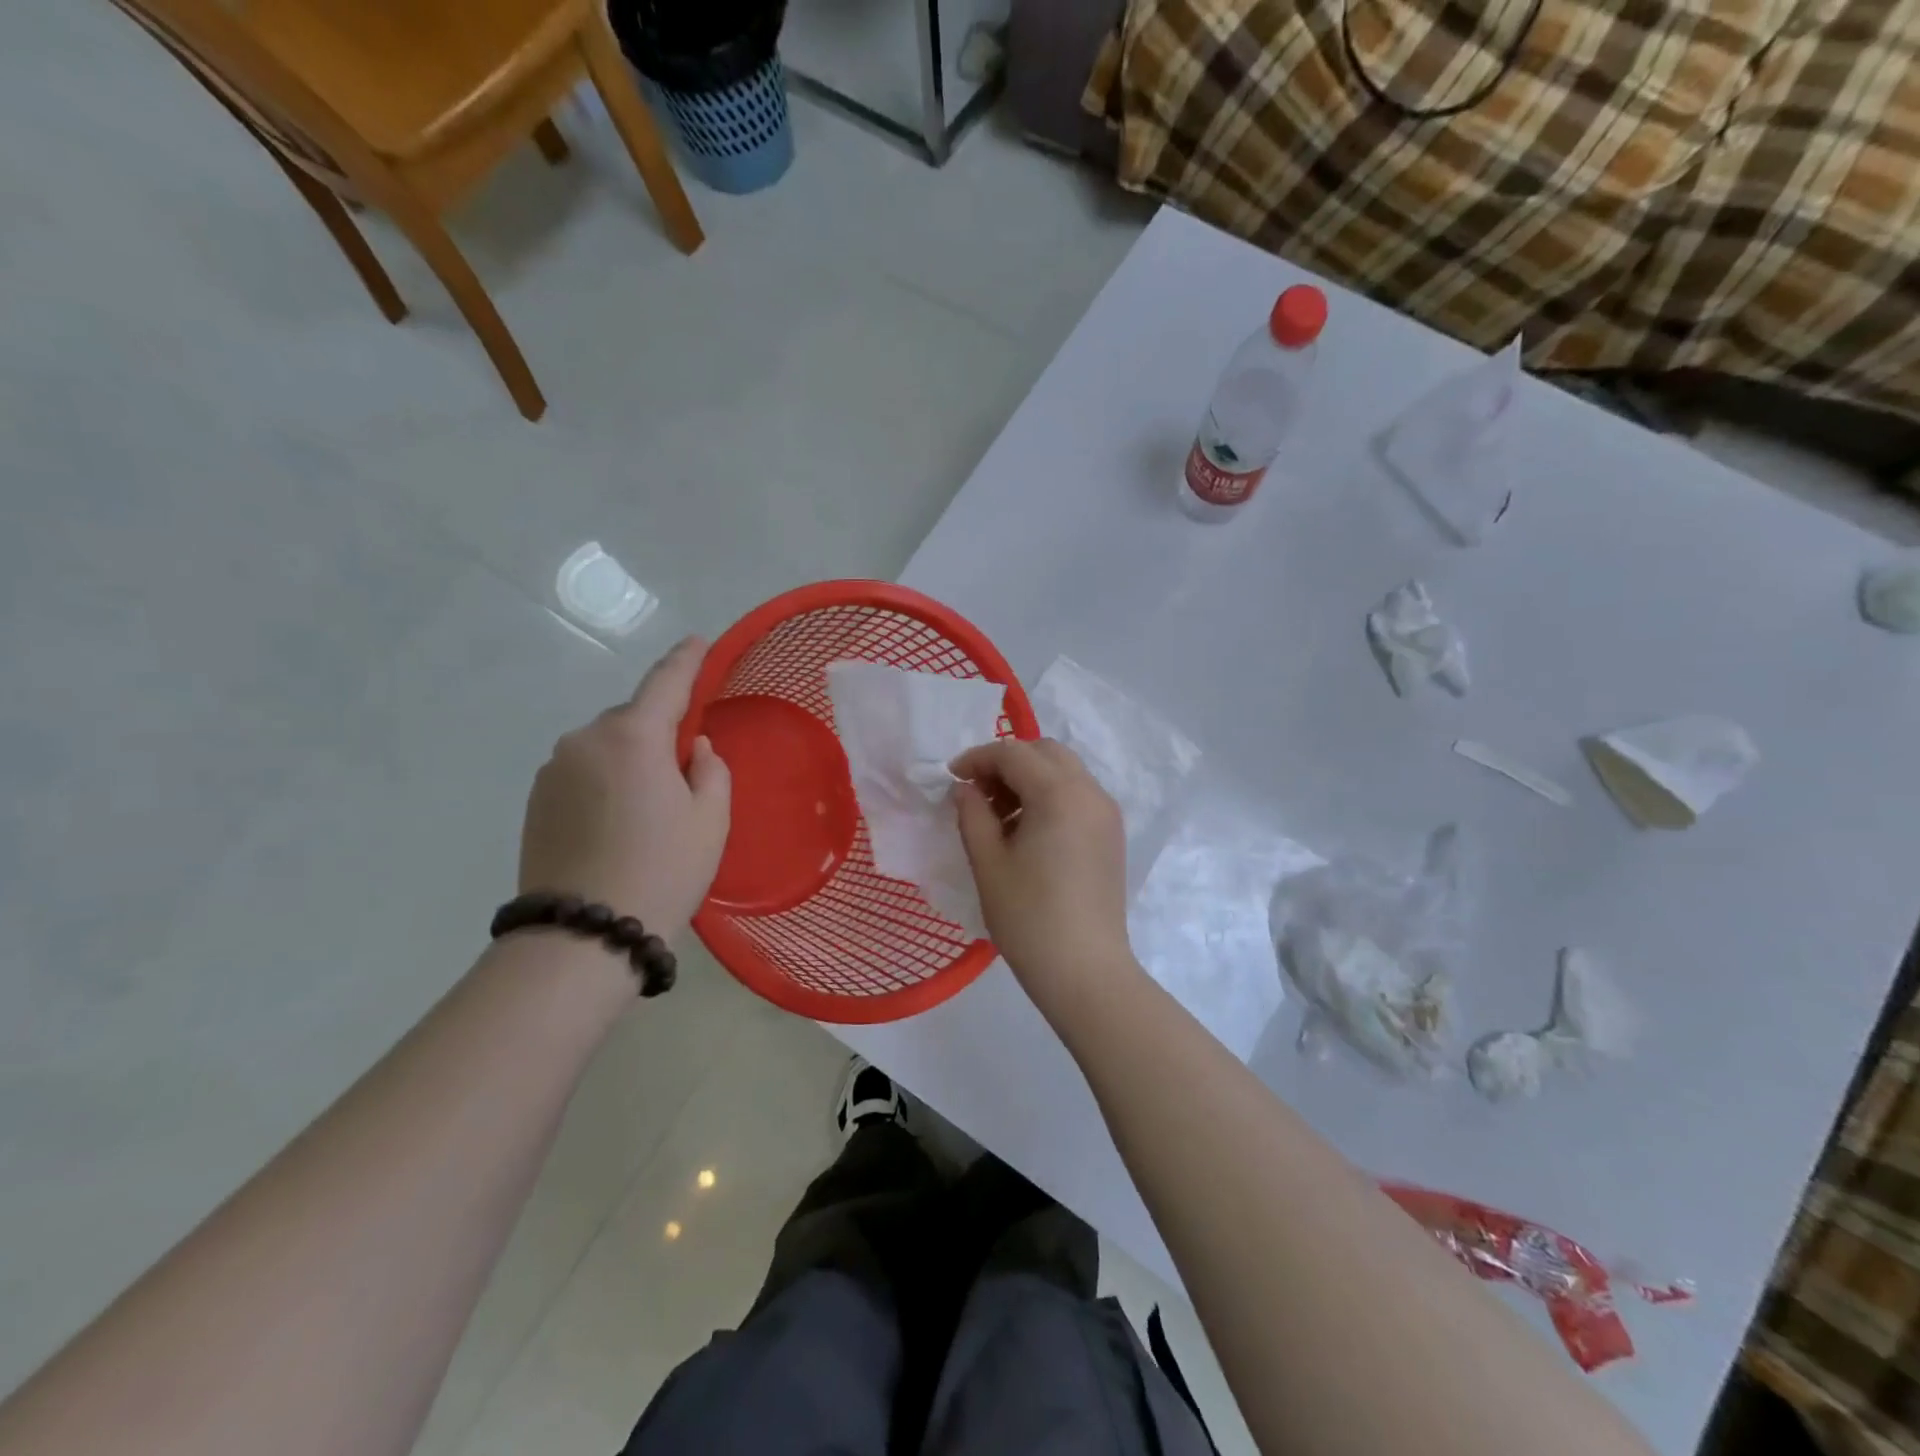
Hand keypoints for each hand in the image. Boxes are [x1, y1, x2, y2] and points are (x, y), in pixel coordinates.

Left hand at [518, 637, 730, 941]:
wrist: (583, 935)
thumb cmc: (662, 871)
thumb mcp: (710, 819)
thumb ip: (709, 770)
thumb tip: (692, 749)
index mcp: (633, 737)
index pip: (666, 683)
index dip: (686, 660)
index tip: (699, 641)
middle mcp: (585, 739)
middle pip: (633, 719)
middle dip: (660, 730)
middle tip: (686, 769)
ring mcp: (553, 769)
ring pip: (607, 746)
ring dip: (631, 758)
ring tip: (650, 807)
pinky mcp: (536, 798)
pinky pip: (584, 771)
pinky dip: (607, 779)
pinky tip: (619, 821)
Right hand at [950, 738, 1135, 1011]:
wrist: (1085, 971)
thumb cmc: (1029, 917)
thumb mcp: (989, 863)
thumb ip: (972, 814)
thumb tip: (965, 789)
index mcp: (1059, 793)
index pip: (1013, 753)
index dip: (977, 759)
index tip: (952, 780)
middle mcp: (1090, 792)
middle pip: (1045, 752)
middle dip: (1007, 763)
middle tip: (978, 795)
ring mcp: (1107, 813)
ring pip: (1064, 772)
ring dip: (1030, 779)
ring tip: (1000, 818)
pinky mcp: (1112, 835)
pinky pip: (1078, 795)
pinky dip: (1050, 796)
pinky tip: (1028, 832)